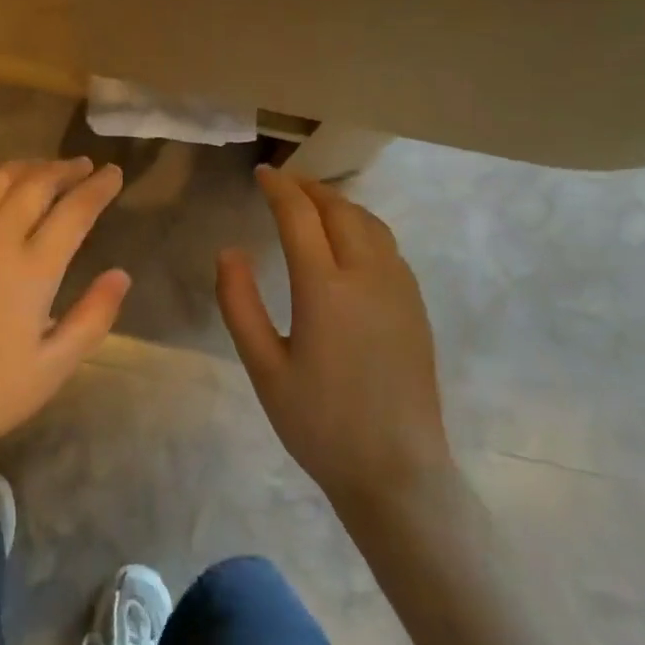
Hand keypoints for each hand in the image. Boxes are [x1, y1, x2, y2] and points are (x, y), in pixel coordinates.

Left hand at [0, 158, 130, 461]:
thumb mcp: (53, 368)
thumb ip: (93, 317)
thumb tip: (120, 275)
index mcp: (30, 269)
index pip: (73, 211)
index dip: (98, 188)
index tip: (113, 173)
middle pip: (34, 184)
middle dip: (64, 169)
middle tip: (83, 166)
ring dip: (25, 168)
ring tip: (43, 169)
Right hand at [217, 165, 451, 511]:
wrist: (395, 472)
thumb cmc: (319, 423)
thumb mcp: (263, 367)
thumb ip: (239, 304)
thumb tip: (229, 250)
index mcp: (325, 288)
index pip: (299, 216)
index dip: (279, 188)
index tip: (262, 173)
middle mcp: (367, 276)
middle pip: (340, 210)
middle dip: (310, 188)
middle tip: (284, 183)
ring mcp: (399, 290)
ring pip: (370, 224)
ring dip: (339, 203)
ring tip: (314, 203)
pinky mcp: (415, 307)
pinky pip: (388, 247)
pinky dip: (363, 226)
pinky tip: (349, 241)